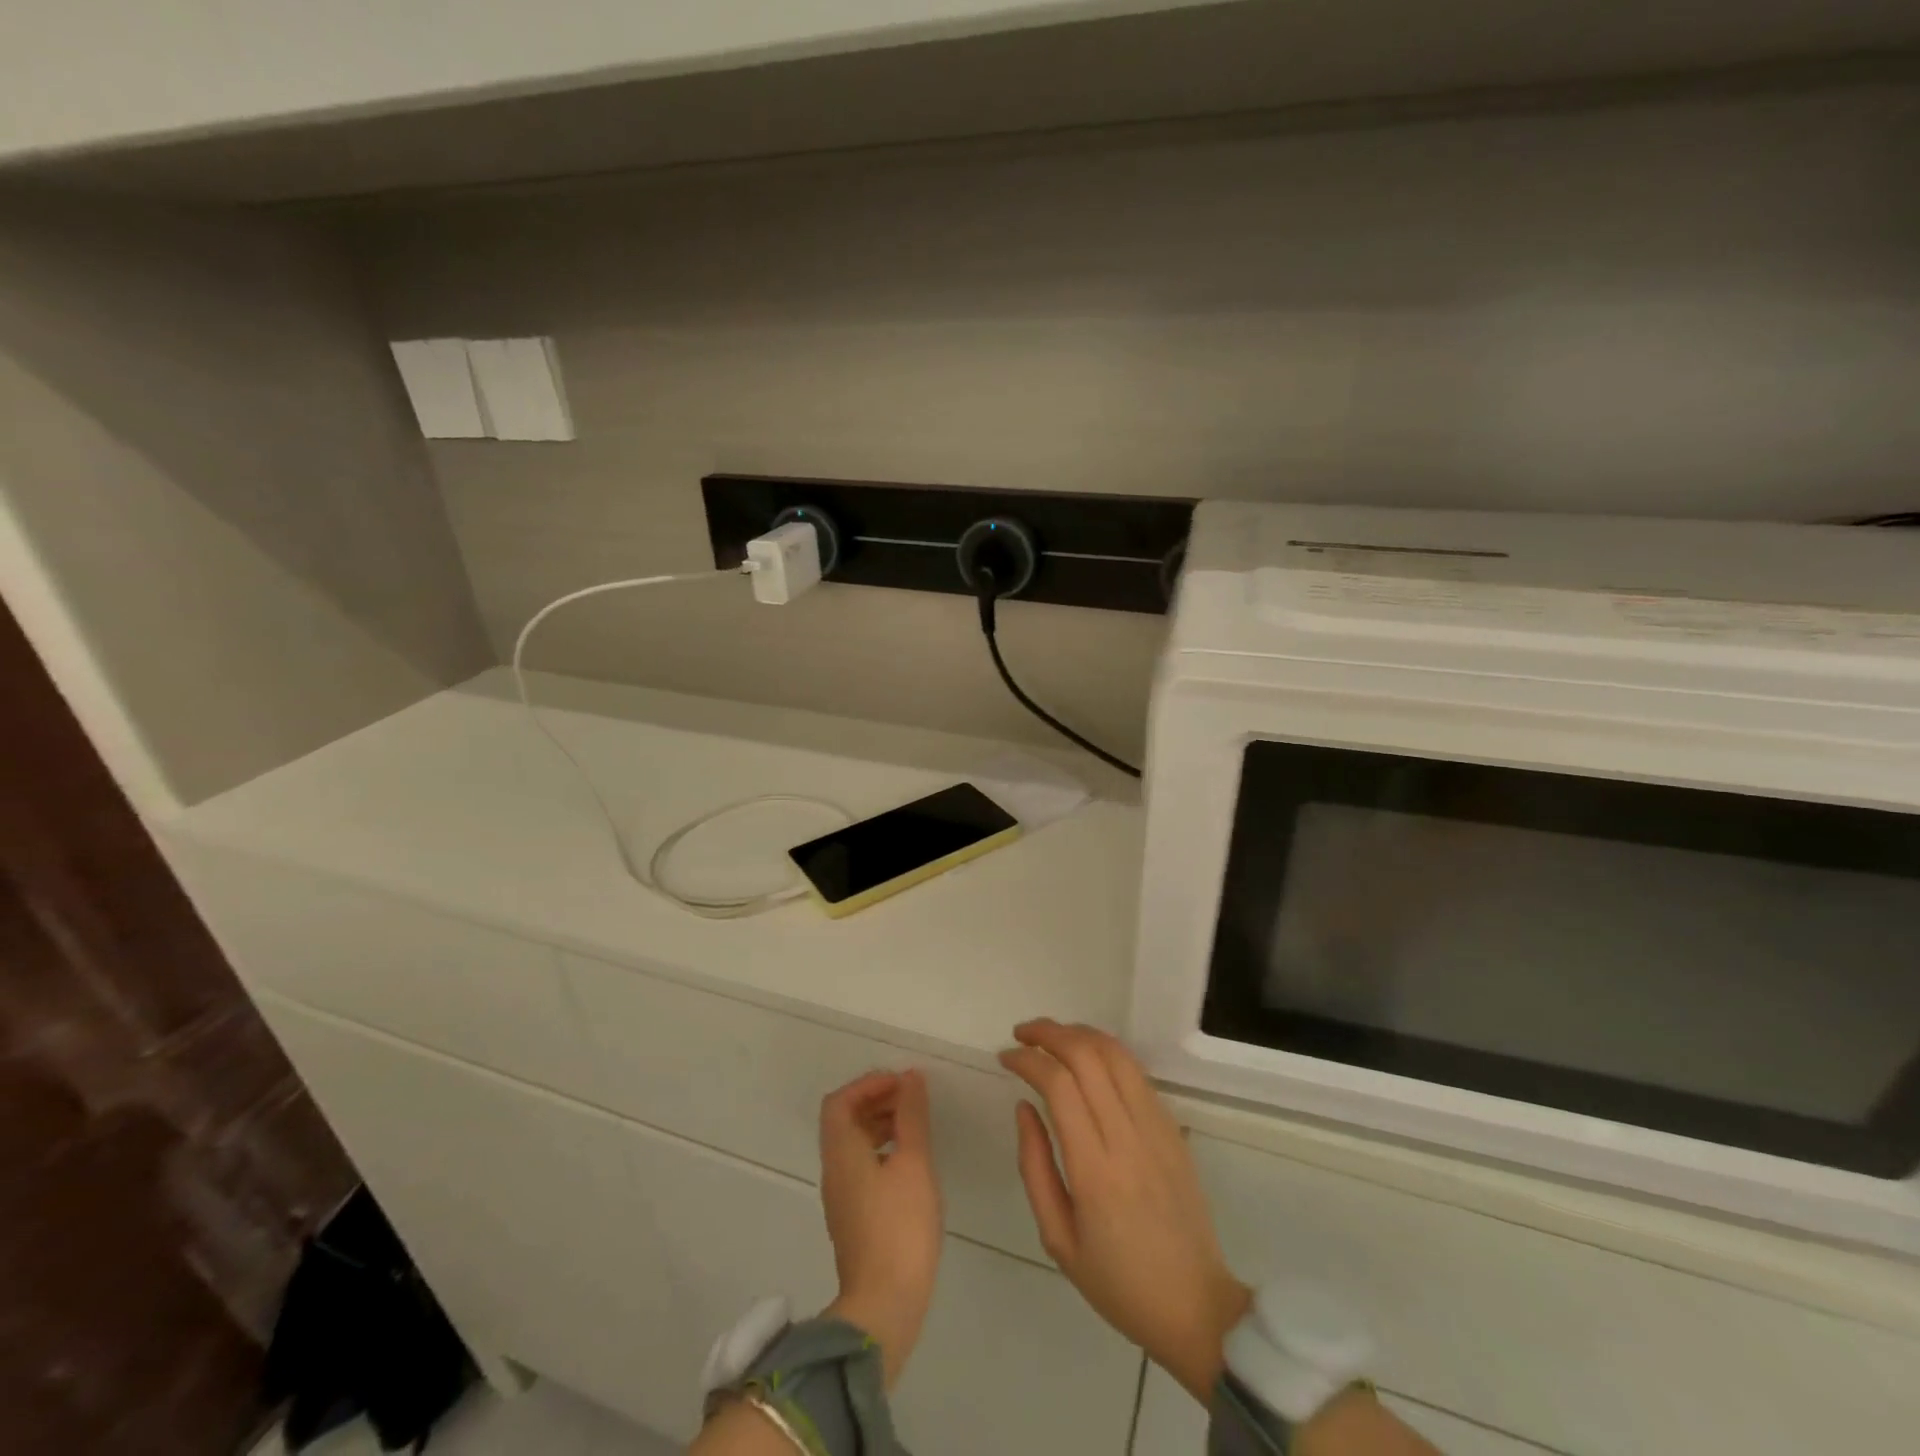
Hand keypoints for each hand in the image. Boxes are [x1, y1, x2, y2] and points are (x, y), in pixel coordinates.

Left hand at [818, 1069, 943, 1388]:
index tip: (901, 1083)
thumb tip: (910, 1077)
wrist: (885, 1306)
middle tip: (912, 1099)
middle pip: (845, 1121)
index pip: (840, 1101)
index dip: (868, 1084)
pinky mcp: (854, 1219)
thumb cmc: (900, 1226)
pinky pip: (862, 1167)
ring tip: (916, 1126)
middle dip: (877, 1101)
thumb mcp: (914, 1162)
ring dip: (881, 1125)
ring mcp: (842, 1198)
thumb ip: (912, 1116)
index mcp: (841, 1152)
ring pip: (855, 1145)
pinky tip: (911, 1164)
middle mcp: (834, 1171)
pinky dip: (883, 1150)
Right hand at [1000, 1019, 1249, 1401]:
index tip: (1005, 1058)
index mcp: (1095, 1170)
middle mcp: (1128, 1137)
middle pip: (1088, 1056)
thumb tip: (1024, 1106)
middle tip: (1021, 1034)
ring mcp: (1156, 1128)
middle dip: (1049, 1033)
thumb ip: (1035, 1166)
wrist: (1195, 1306)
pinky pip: (1136, 1072)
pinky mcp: (1173, 1127)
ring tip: (1051, 1037)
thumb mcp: (1058, 1238)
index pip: (1059, 1085)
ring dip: (1079, 1033)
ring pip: (1116, 1054)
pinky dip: (1106, 1051)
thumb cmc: (1117, 1282)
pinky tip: (1086, 1058)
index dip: (1028, 1060)